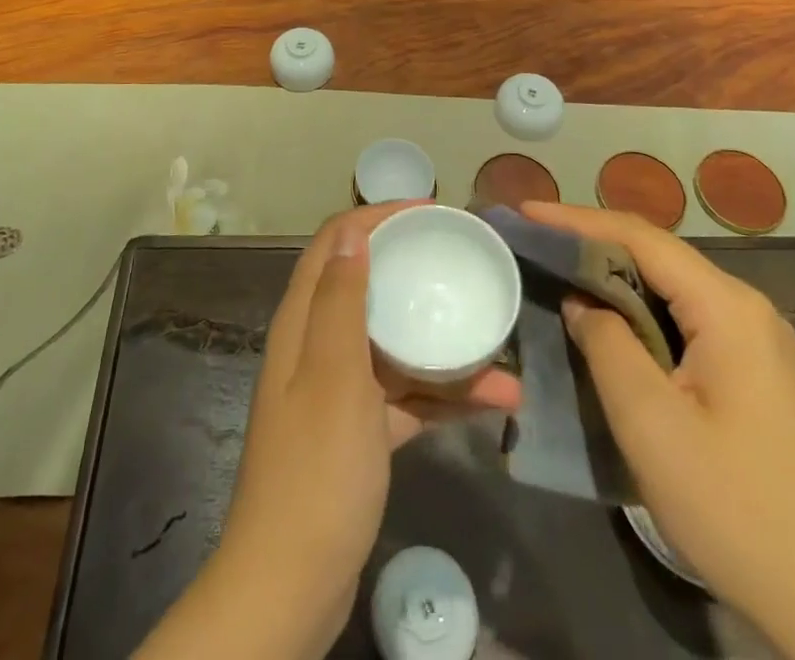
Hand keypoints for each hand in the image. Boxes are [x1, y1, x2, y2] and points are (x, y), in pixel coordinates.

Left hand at [138, 204, 519, 659]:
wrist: (294, 583)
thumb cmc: (317, 467)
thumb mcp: (333, 374)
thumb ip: (341, 300)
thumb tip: (352, 233)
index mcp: (303, 321)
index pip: (335, 243)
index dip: (378, 216)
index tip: (431, 212)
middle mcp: (318, 345)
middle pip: (367, 286)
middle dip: (414, 269)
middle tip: (465, 261)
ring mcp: (340, 390)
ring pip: (394, 344)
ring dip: (442, 342)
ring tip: (500, 341)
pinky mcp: (360, 432)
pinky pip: (407, 395)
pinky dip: (444, 395)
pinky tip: (495, 402)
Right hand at [523, 203, 794, 659]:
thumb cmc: (736, 510)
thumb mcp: (650, 423)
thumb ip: (607, 344)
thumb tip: (582, 302)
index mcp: (727, 308)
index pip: (639, 237)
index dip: (576, 219)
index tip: (525, 212)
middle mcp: (747, 310)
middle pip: (656, 256)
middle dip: (592, 243)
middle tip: (534, 243)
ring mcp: (757, 343)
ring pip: (671, 288)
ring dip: (615, 278)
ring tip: (559, 274)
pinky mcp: (755, 375)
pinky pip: (686, 321)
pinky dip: (640, 312)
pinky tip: (610, 326)